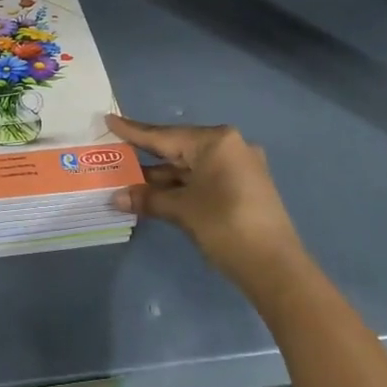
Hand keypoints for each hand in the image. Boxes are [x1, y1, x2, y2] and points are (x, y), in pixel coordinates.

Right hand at [106, 115, 305, 294]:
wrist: (276, 268)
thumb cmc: (226, 226)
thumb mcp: (182, 211)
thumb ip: (149, 199)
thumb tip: (117, 197)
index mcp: (216, 141)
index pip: (165, 135)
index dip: (134, 131)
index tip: (109, 119)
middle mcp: (230, 146)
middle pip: (178, 149)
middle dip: (147, 157)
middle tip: (116, 152)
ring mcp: (239, 167)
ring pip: (191, 167)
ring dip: (163, 177)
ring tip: (128, 180)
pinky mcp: (243, 188)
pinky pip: (203, 179)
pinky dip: (181, 186)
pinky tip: (157, 194)